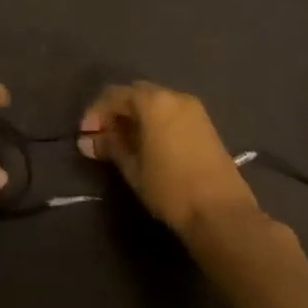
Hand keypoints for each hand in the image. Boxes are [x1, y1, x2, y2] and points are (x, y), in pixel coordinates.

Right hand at [79, 81, 261, 234]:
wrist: (221, 213)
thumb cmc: (170, 188)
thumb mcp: (132, 168)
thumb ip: (110, 147)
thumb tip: (88, 140)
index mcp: (153, 101)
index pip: (114, 95)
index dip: (95, 113)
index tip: (85, 135)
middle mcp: (174, 96)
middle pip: (135, 94)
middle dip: (115, 112)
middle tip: (102, 137)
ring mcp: (194, 109)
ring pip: (155, 103)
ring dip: (135, 117)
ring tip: (123, 143)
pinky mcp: (205, 125)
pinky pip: (171, 113)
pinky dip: (154, 122)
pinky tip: (147, 145)